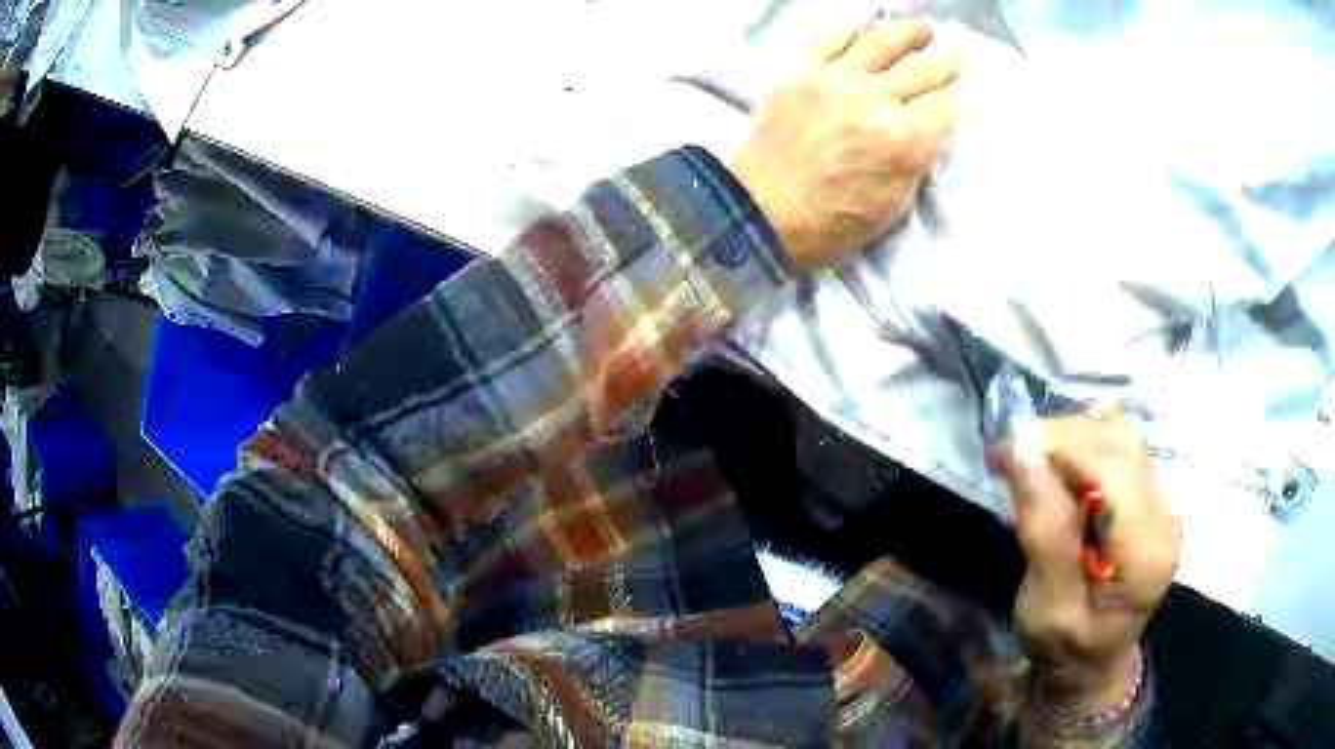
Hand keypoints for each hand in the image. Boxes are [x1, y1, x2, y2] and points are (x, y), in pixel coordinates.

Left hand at [728, 23, 962, 271]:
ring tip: (924, 29)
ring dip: (908, 33)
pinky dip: (856, 28)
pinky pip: (833, 38)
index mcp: (902, 139)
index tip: (962, 88)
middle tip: (959, 52)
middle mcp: (873, 99)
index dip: (957, 96)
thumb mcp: (894, 205)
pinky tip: (871, 25)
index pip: (945, 105)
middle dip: (947, 60)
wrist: (761, 210)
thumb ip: (918, 160)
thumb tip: (933, 131)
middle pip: (921, 70)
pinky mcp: (801, 71)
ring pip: (880, 43)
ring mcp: (834, 79)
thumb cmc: (832, 223)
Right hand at [991, 412, 1181, 715]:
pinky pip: (1118, 448)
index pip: (1110, 467)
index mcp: (1146, 551)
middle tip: (1009, 459)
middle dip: (1059, 439)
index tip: (1002, 452)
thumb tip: (1022, 456)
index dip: (1058, 446)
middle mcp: (1164, 515)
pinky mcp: (1151, 495)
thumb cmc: (1065, 650)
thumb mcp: (1046, 608)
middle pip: (1117, 441)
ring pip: (1118, 435)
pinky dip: (1082, 449)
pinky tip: (1060, 475)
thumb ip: (1045, 534)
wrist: (1093, 667)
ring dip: (1070, 440)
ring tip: (1033, 467)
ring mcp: (1162, 501)